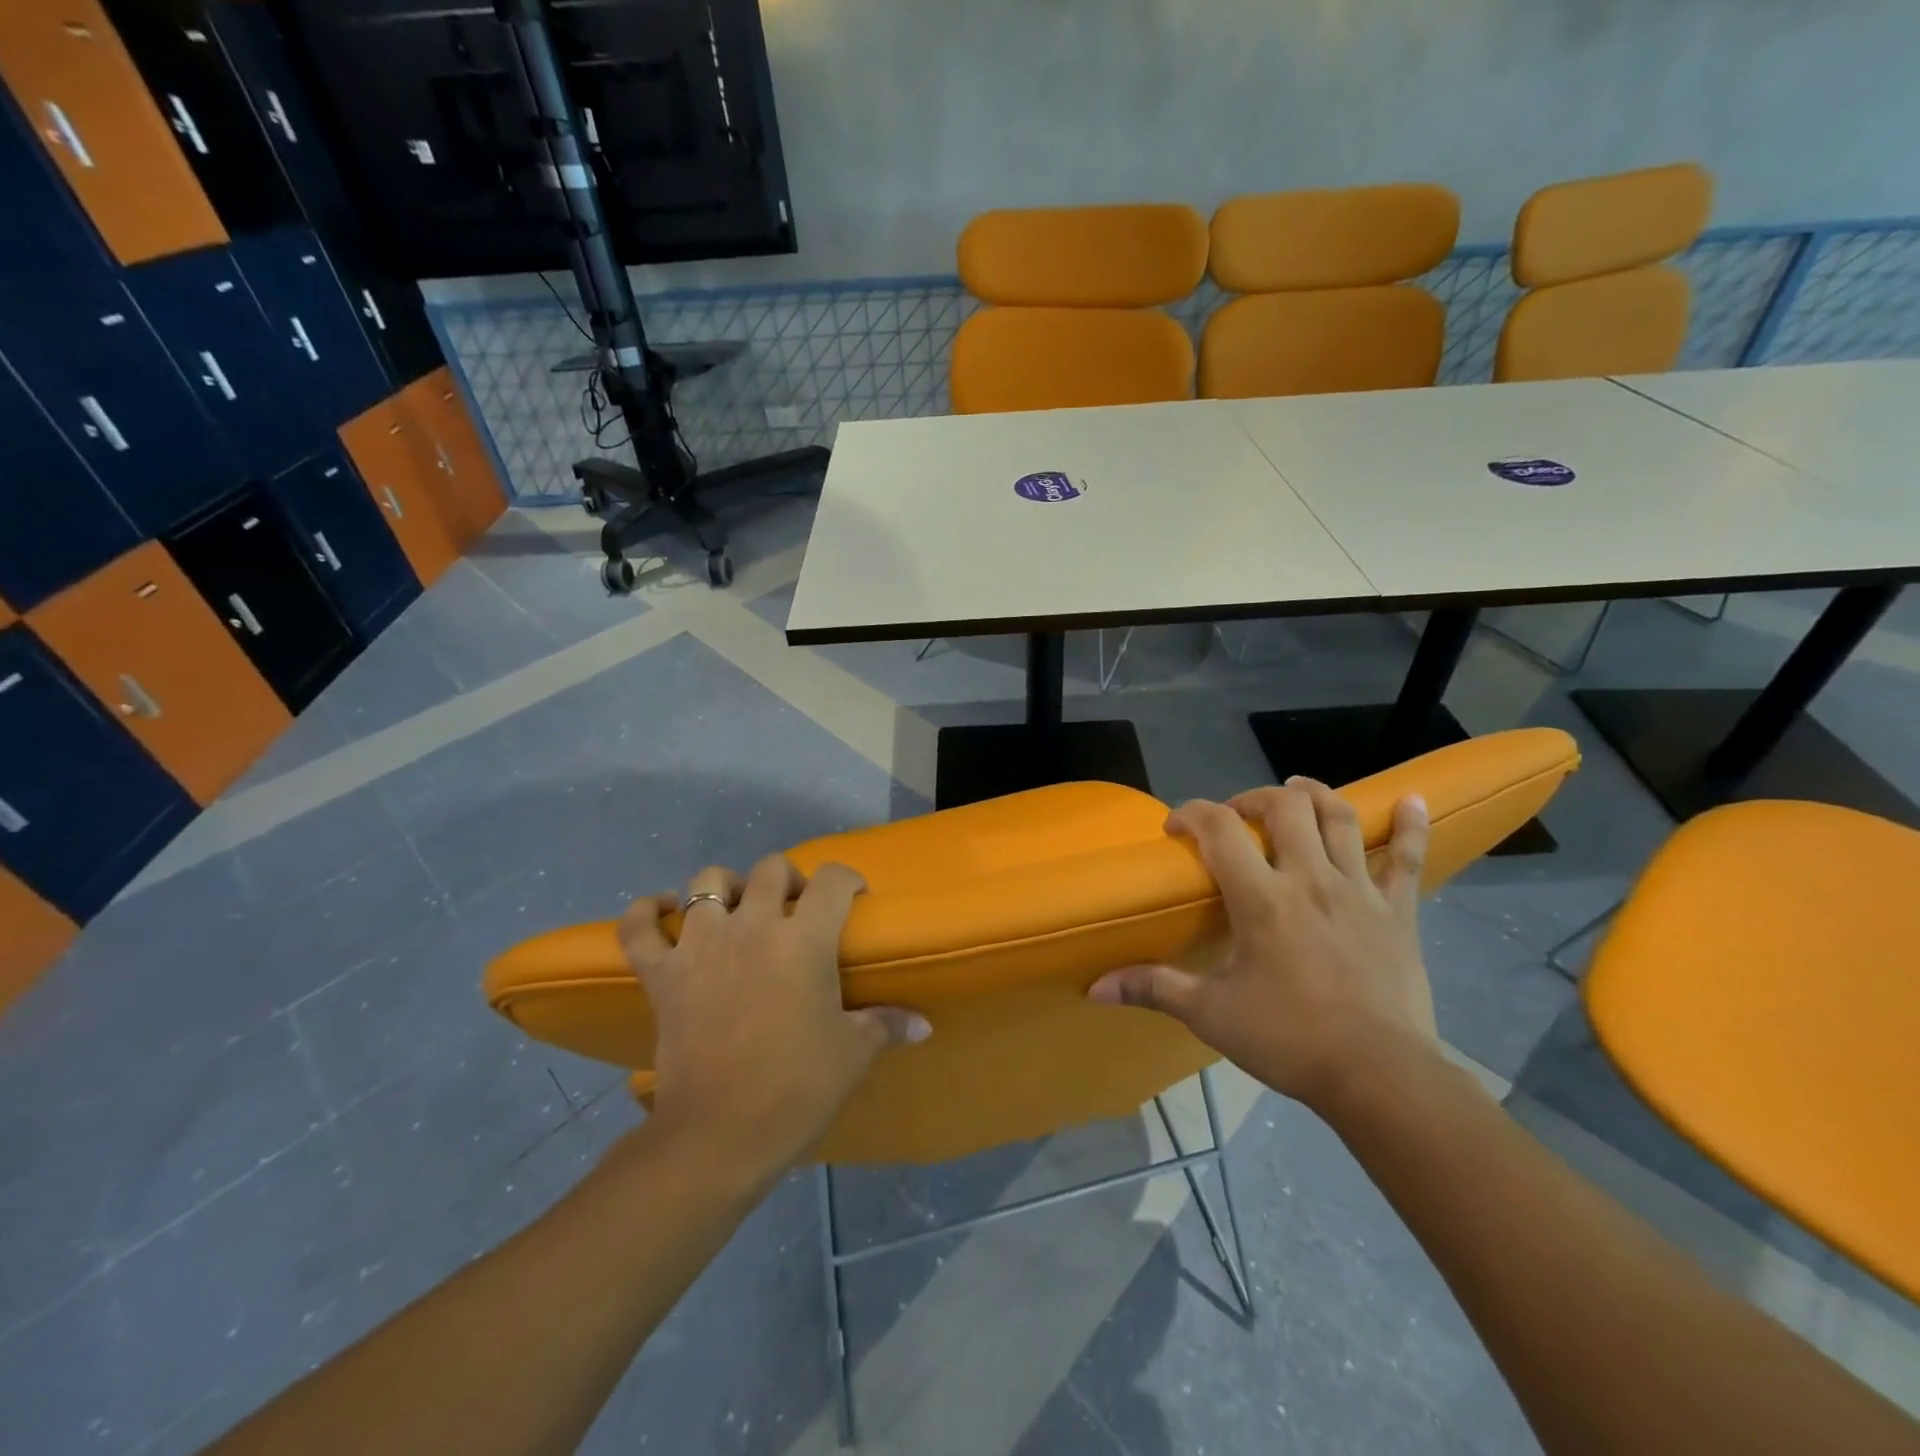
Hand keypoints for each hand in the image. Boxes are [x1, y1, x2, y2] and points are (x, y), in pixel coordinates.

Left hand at [619, 857, 929, 1182]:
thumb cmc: (797, 1087)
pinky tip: (661, 911)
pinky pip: (638, 928)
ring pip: (706, 883)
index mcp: (805, 939)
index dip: (848, 879)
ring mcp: (700, 946)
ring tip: (736, 907)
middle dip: (790, 879)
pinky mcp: (661, 974)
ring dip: (724, 887)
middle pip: (771, 870)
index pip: (833, 881)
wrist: (719, 1134)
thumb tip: (924, 1025)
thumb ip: (887, 1025)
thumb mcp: (852, 1054)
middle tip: (797, 906)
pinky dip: (645, 913)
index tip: (853, 895)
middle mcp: (753, 926)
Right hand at [1089, 778, 1437, 1110]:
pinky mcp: (1399, 911)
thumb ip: (1153, 988)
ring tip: (1296, 789)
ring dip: (1315, 794)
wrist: (1382, 1077)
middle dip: (1253, 798)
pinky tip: (1413, 799)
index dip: (1191, 813)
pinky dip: (1410, 825)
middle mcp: (1310, 879)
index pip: (1219, 829)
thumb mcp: (1210, 1014)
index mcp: (1261, 899)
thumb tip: (1094, 987)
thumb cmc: (1290, 1040)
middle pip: (1285, 806)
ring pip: (1340, 818)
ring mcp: (1359, 890)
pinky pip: (1407, 858)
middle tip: (1236, 815)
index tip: (1175, 826)